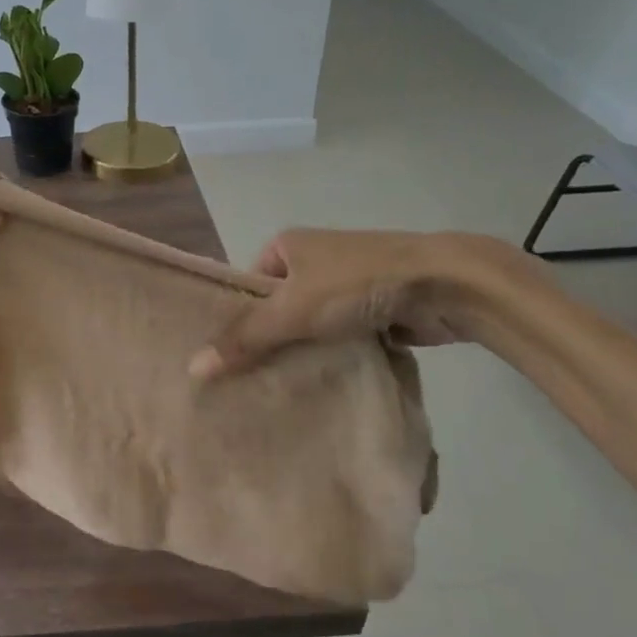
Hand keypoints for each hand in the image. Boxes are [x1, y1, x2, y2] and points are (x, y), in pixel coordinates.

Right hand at [189, 228, 528, 377]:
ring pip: (311, 326)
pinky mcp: (376, 309)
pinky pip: (341, 338)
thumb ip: (245, 339)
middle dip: (268, 340)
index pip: (247, 284)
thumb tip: (192, 368)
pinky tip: (317, 389)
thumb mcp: (292, 310)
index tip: (225, 357)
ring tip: (275, 391)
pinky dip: (333, 358)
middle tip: (244, 382)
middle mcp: (315, 260)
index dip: (236, 318)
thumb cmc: (357, 283)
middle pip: (278, 307)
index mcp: (288, 245)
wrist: (444, 283)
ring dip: (303, 352)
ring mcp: (348, 285)